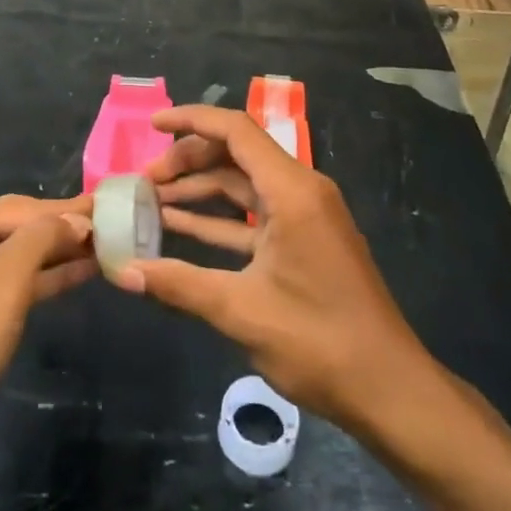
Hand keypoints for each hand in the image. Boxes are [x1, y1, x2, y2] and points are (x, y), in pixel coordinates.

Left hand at [0, 195, 95, 510]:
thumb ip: (41, 240)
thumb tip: (77, 219)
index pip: (22, 209)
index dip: (70, 210)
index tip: (115, 206)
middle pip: (19, 229)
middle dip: (65, 228)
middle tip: (118, 224)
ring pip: (19, 261)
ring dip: (60, 255)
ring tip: (109, 247)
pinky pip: (13, 293)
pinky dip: (46, 282)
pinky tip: (79, 276)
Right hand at [114, 105, 432, 432]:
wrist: (389, 390)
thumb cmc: (319, 341)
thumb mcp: (241, 311)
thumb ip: (179, 283)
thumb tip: (122, 271)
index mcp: (292, 190)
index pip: (236, 131)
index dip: (191, 121)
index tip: (153, 125)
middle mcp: (300, 191)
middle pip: (237, 154)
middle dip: (189, 161)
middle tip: (145, 183)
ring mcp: (305, 217)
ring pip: (243, 186)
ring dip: (200, 192)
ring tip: (151, 203)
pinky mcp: (304, 242)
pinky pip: (255, 217)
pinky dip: (219, 220)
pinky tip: (180, 230)